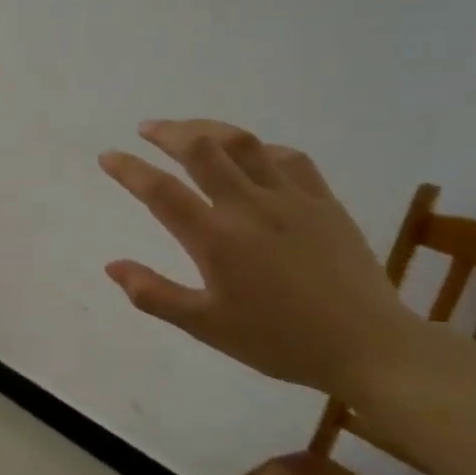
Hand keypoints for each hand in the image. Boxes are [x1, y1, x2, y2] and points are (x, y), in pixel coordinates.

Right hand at [99, 119, 419, 395]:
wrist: (368, 346)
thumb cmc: (278, 340)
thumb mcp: (205, 326)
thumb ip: (154, 294)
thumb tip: (112, 265)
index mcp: (215, 239)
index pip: (160, 191)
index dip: (128, 169)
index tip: (107, 156)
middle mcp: (249, 207)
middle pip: (202, 149)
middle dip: (168, 132)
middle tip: (147, 129)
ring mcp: (291, 199)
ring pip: (244, 143)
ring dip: (209, 129)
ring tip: (190, 129)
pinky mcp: (324, 201)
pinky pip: (288, 158)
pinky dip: (259, 147)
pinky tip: (252, 154)